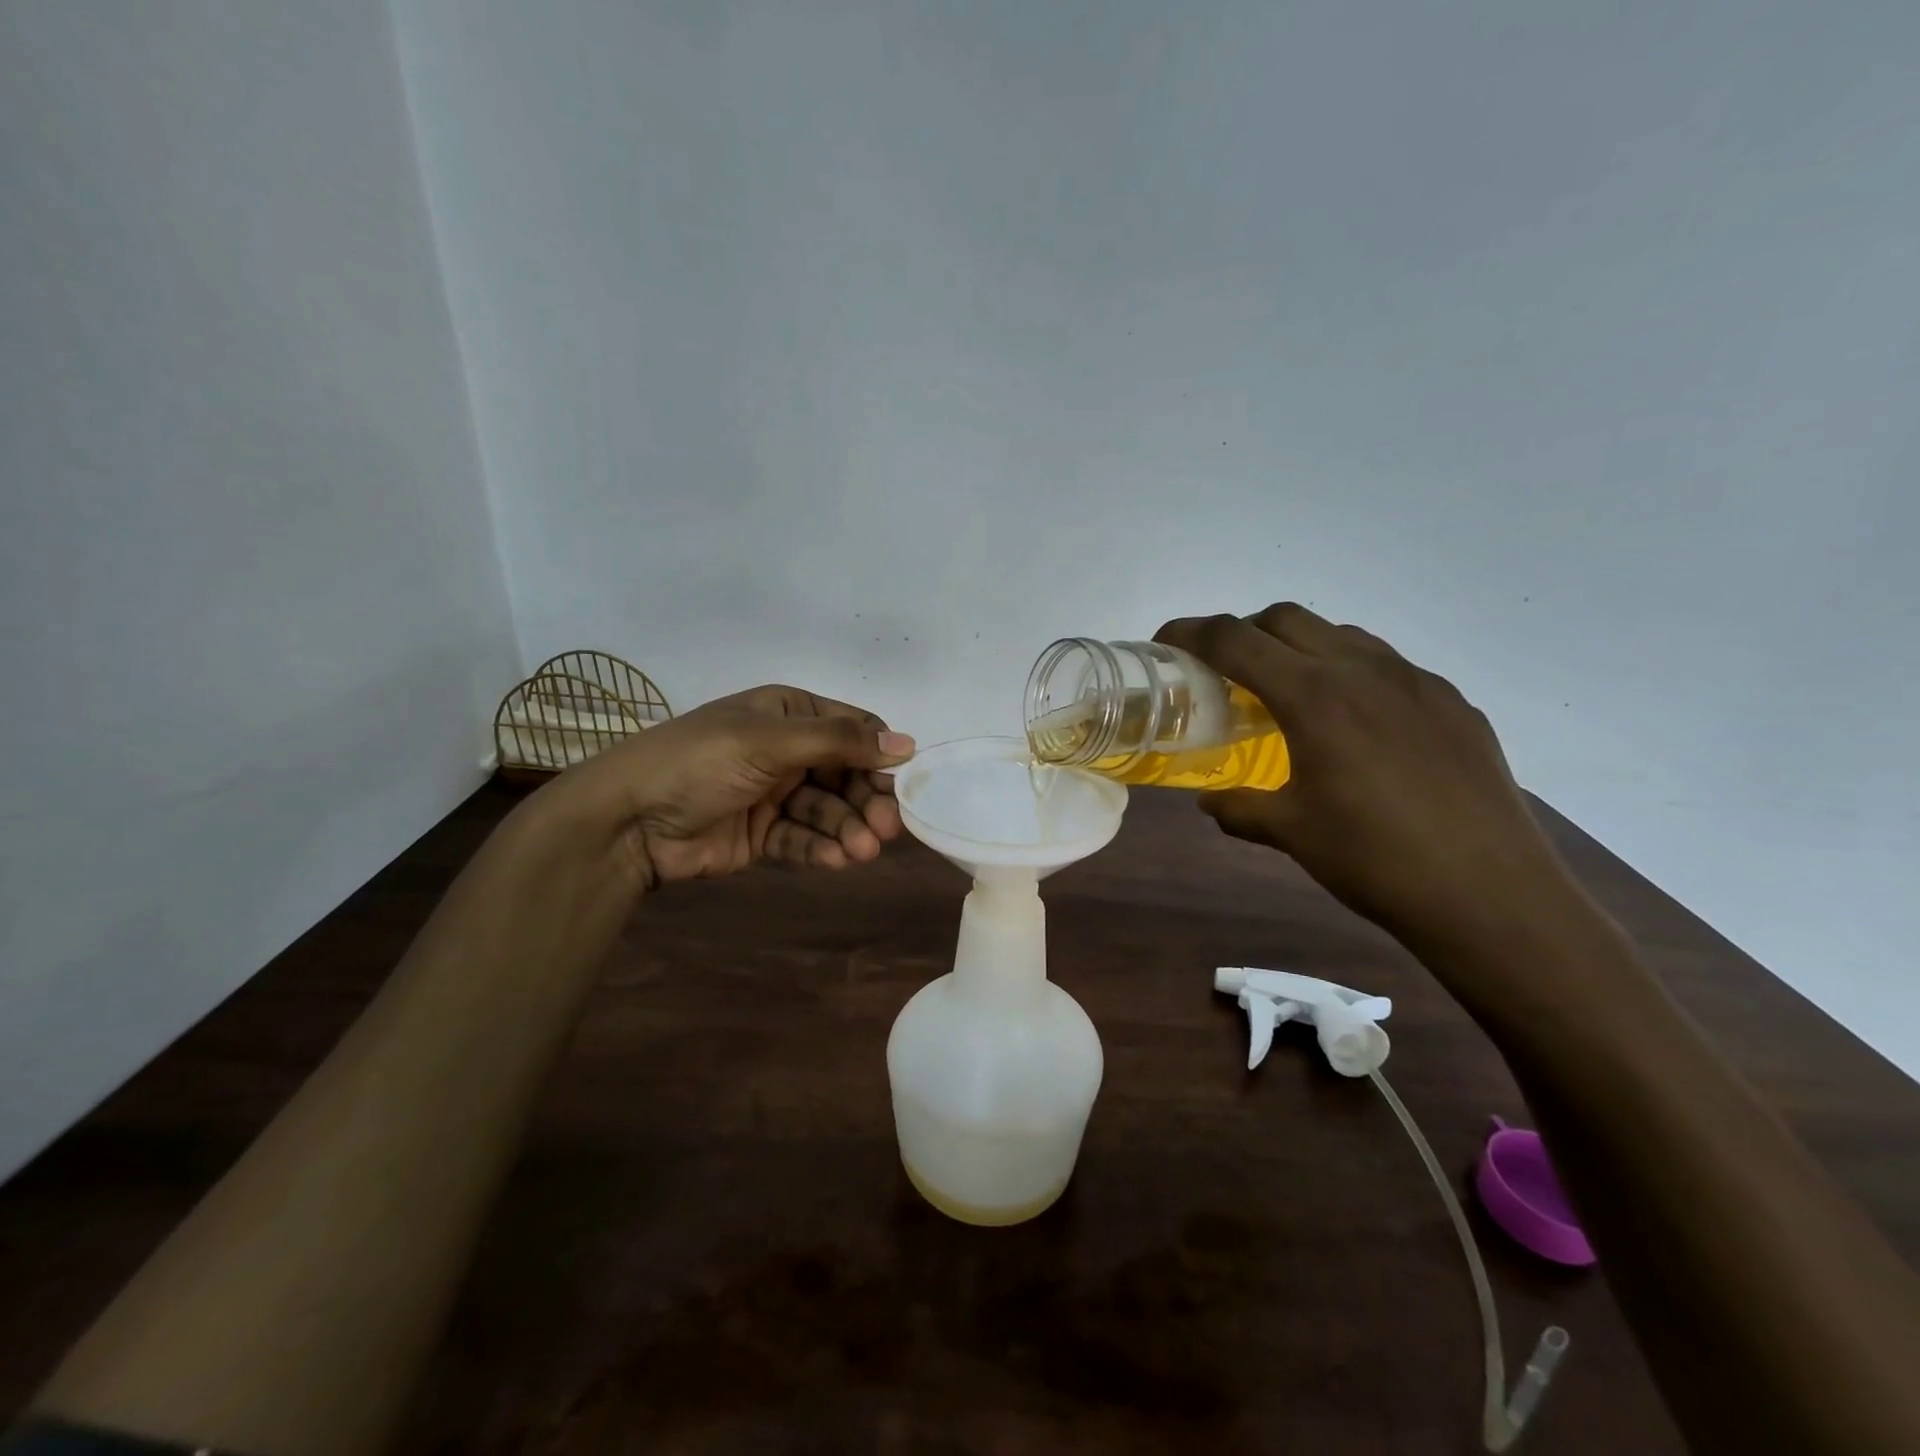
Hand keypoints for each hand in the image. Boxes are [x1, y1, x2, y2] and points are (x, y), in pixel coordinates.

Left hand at [551, 685, 913, 888]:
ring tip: (863, 850)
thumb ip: (839, 741)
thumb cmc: (700, 761)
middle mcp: (787, 750)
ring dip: (848, 829)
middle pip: (846, 774)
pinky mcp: (762, 835)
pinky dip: (821, 849)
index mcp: (788, 713)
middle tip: (887, 828)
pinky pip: (802, 839)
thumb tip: (908, 743)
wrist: (626, 820)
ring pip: (827, 811)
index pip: (853, 730)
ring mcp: (774, 794)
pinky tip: (838, 861)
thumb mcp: (769, 740)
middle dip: (866, 800)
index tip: (904, 784)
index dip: (880, 755)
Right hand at [1155, 604, 1579, 949]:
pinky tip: (1355, 724)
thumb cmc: (1374, 860)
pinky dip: (1350, 673)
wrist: (1491, 894)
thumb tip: (1210, 801)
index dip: (1190, 633)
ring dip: (1299, 648)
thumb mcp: (1291, 832)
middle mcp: (1362, 670)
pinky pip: (1386, 665)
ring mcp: (1415, 681)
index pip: (1234, 640)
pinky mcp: (1451, 702)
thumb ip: (1240, 808)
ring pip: (1340, 634)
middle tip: (1225, 672)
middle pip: (1285, 618)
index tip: (1166, 643)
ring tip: (1289, 694)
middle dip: (1243, 633)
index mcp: (1313, 696)